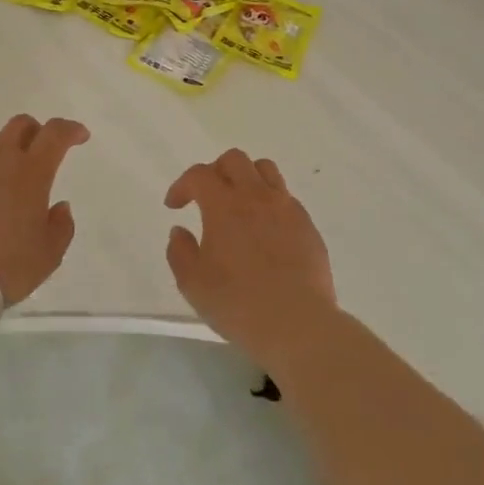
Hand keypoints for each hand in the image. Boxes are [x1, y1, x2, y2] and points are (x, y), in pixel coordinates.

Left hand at [0, 114, 89, 308]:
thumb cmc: (4, 267)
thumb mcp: (48, 255)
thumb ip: (61, 226)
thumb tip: (60, 206)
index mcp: (30, 171)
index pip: (56, 133)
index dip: (70, 129)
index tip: (79, 136)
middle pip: (19, 126)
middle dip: (34, 133)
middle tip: (36, 156)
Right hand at [165, 149, 335, 367]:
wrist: (298, 324)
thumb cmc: (238, 304)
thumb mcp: (193, 284)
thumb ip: (180, 252)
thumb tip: (180, 231)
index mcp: (224, 205)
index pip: (199, 175)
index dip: (182, 185)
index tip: (174, 206)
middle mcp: (257, 196)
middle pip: (235, 160)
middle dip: (215, 171)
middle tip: (207, 197)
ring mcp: (287, 208)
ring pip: (266, 170)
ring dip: (247, 178)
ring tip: (239, 204)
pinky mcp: (308, 226)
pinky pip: (286, 198)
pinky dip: (270, 203)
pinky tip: (266, 231)